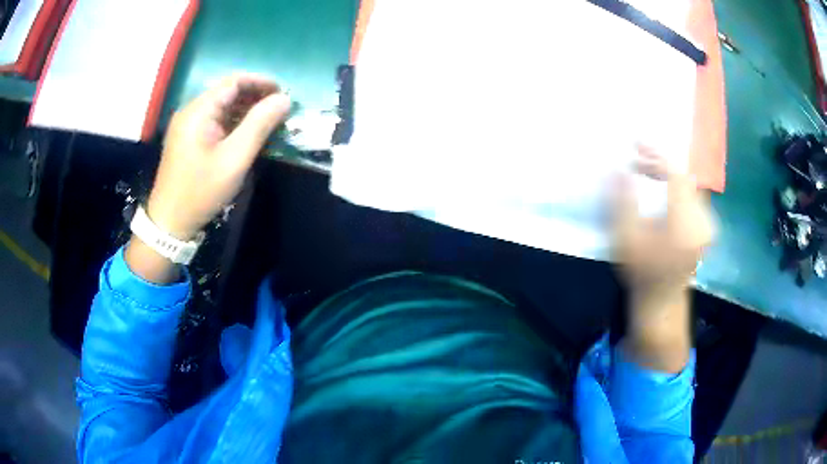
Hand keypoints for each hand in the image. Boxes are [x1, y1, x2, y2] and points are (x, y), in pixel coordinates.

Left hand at [146, 74, 290, 239]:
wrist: (169, 223)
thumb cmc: (201, 191)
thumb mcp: (234, 159)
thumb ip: (259, 125)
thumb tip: (284, 99)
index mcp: (199, 111)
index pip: (234, 81)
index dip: (261, 82)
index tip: (283, 93)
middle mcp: (191, 111)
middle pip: (227, 92)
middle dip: (255, 96)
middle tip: (279, 109)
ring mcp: (187, 125)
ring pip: (221, 106)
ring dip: (245, 110)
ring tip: (268, 122)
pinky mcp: (187, 139)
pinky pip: (214, 121)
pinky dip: (233, 122)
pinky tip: (247, 134)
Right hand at [611, 145, 714, 303]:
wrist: (662, 301)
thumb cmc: (642, 273)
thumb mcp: (627, 239)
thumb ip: (623, 202)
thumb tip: (618, 168)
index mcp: (686, 225)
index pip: (676, 175)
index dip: (656, 155)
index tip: (635, 144)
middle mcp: (702, 221)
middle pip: (683, 176)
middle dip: (659, 163)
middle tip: (635, 160)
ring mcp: (707, 223)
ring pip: (688, 183)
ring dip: (666, 172)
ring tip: (644, 170)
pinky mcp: (706, 225)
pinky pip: (691, 193)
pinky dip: (674, 184)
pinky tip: (660, 185)